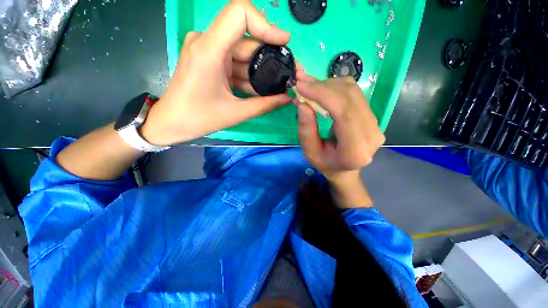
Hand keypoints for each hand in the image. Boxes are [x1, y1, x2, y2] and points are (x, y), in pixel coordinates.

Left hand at [140, 0, 294, 145]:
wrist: (171, 123)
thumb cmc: (199, 119)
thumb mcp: (235, 113)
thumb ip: (264, 105)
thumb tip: (287, 99)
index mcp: (209, 49)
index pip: (240, 13)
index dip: (266, 24)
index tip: (283, 43)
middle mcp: (207, 42)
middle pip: (247, 40)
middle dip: (269, 57)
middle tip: (288, 75)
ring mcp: (208, 51)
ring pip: (243, 54)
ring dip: (261, 72)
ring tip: (278, 87)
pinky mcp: (210, 60)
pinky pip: (235, 64)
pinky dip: (249, 76)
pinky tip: (261, 91)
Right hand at [296, 77, 384, 183]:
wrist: (345, 169)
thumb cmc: (326, 164)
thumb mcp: (310, 152)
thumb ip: (306, 130)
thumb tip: (303, 103)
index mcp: (355, 149)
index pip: (344, 113)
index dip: (323, 95)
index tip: (301, 86)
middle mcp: (371, 133)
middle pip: (349, 98)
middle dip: (322, 86)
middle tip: (301, 83)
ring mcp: (375, 123)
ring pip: (352, 91)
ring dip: (327, 85)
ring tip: (308, 87)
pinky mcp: (372, 115)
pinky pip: (354, 93)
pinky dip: (334, 87)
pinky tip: (320, 90)